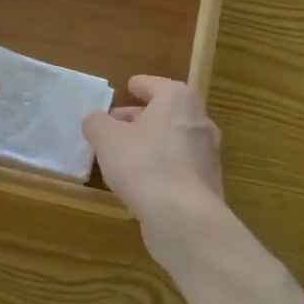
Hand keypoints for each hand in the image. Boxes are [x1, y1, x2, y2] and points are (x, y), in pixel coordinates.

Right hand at [83, 76, 224, 225]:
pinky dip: (161, 166)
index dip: (139, 86)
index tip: (127, 88)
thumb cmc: (144, 165)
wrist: (185, 218)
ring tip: (123, 155)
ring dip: (150, 143)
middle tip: (115, 126)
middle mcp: (198, 120)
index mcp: (177, 100)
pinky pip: (179, 166)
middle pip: (165, 112)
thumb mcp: (107, 139)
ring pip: (173, 139)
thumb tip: (95, 120)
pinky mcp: (207, 183)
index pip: (155, 84)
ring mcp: (207, 153)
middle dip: (140, 117)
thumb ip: (97, 123)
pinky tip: (141, 181)